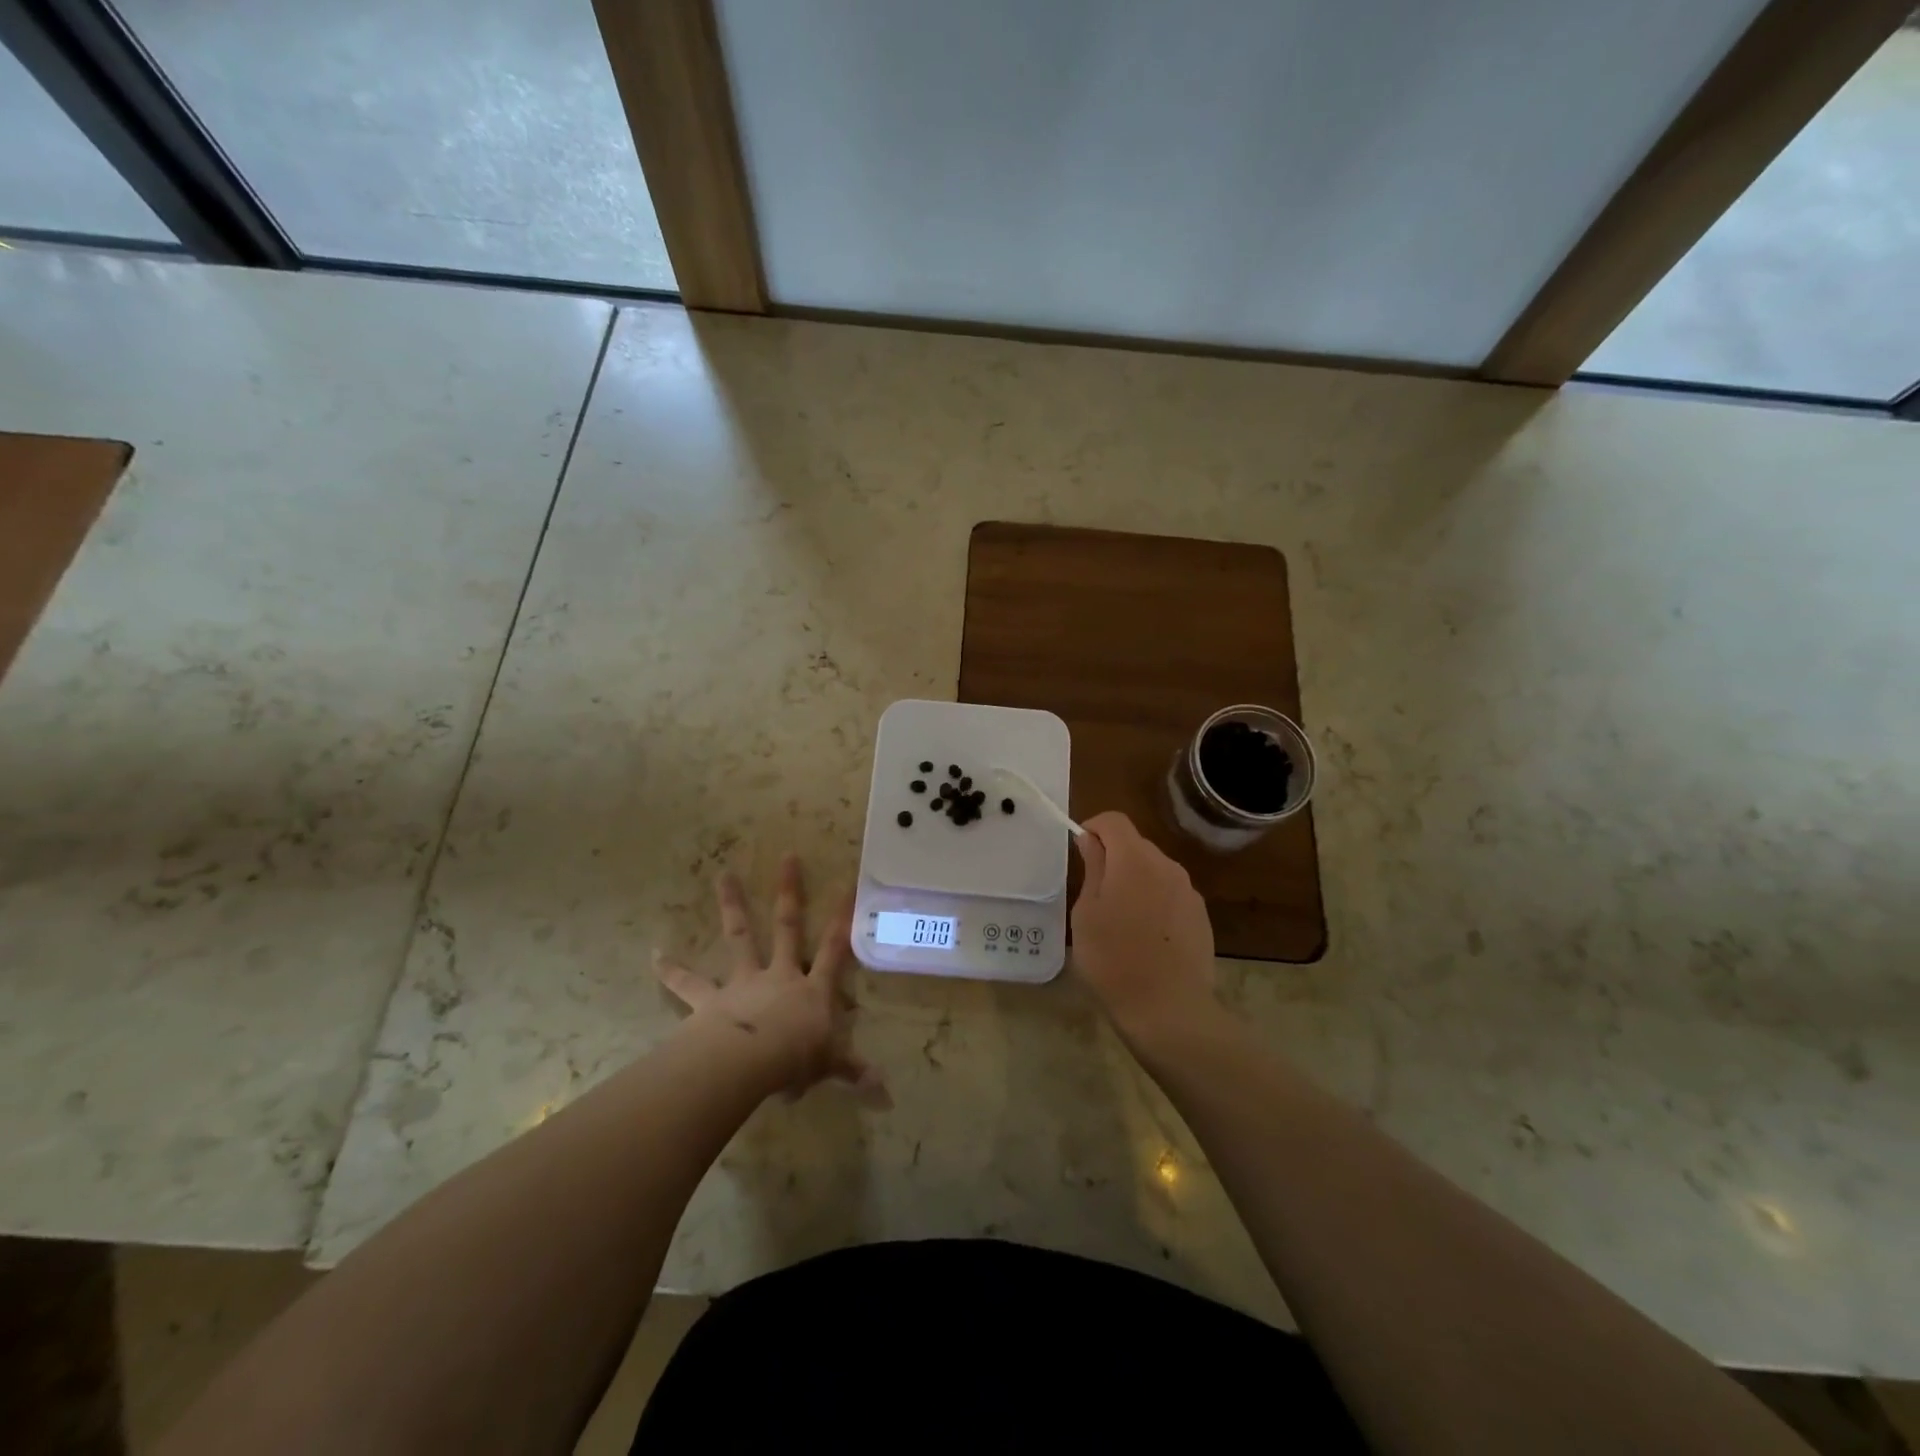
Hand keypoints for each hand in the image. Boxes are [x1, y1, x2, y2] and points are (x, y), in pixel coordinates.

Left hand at [655, 855, 887, 1105]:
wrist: (749, 1062)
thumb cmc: (795, 1059)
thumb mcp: (830, 1065)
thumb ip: (854, 1071)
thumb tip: (885, 1092)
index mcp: (811, 989)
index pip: (833, 949)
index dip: (842, 918)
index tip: (847, 884)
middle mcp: (779, 975)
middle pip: (787, 926)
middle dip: (789, 891)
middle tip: (787, 856)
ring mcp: (743, 982)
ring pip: (740, 937)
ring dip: (732, 905)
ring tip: (723, 874)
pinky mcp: (711, 1000)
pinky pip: (688, 984)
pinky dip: (671, 970)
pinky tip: (654, 954)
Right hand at [1071, 812, 1220, 1047]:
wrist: (1169, 1009)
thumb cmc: (1113, 959)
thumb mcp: (1087, 913)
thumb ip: (1092, 868)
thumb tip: (1091, 839)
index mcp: (1134, 860)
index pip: (1114, 820)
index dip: (1093, 827)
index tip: (1080, 851)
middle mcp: (1167, 866)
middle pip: (1136, 845)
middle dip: (1114, 858)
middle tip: (1094, 894)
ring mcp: (1189, 891)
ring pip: (1154, 870)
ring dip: (1135, 881)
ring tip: (1120, 921)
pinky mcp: (1201, 916)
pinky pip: (1171, 894)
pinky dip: (1154, 902)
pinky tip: (1146, 938)